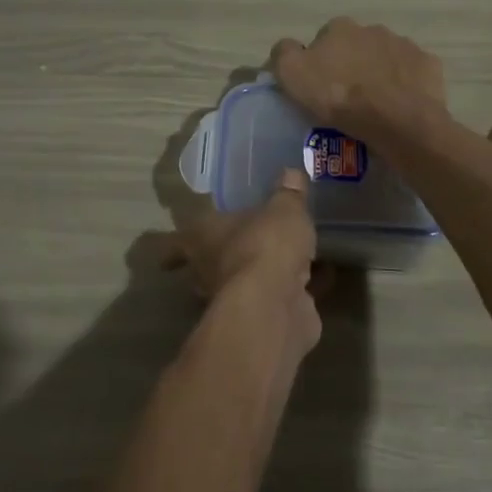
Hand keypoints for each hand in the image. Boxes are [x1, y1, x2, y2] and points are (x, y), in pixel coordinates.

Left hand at [166, 169, 325, 356]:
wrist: (275, 305)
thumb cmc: (265, 244)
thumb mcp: (283, 208)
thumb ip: (289, 193)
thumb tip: (292, 174)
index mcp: (202, 238)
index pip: (177, 243)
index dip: (173, 249)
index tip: (167, 258)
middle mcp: (211, 270)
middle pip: (210, 264)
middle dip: (223, 258)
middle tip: (244, 243)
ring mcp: (237, 299)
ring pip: (246, 282)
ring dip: (263, 274)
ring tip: (289, 256)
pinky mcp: (266, 317)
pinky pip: (284, 295)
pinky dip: (300, 287)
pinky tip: (324, 275)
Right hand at [270, 18, 447, 143]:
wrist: (397, 121)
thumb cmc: (340, 97)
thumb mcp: (293, 75)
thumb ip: (283, 53)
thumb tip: (288, 48)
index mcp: (340, 27)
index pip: (323, 40)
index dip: (319, 63)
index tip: (319, 87)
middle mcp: (374, 29)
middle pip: (356, 47)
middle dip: (351, 65)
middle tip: (347, 98)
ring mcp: (405, 45)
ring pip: (385, 59)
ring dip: (379, 74)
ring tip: (374, 106)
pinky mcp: (428, 66)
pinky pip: (411, 74)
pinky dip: (404, 86)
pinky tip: (398, 106)